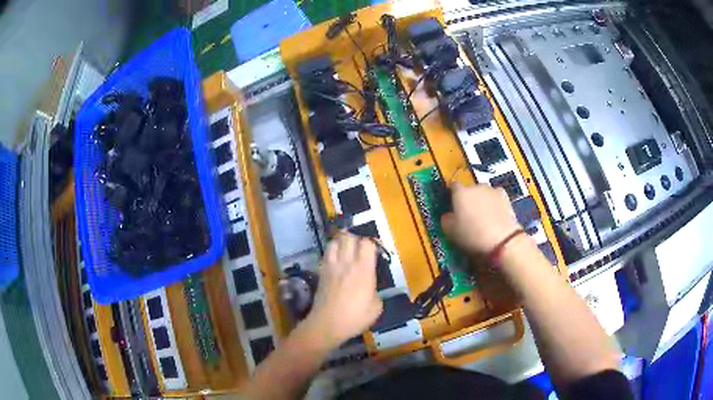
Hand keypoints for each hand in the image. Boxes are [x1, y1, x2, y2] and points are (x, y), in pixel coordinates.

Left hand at [303, 233, 382, 349]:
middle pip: (348, 237)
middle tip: (361, 247)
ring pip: (334, 241)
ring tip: (347, 249)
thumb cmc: (355, 317)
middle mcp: (347, 263)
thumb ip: (376, 291)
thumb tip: (371, 287)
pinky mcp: (321, 272)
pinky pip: (326, 254)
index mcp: (363, 269)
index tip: (375, 250)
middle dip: (356, 238)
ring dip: (342, 241)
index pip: (367, 243)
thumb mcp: (376, 307)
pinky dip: (332, 251)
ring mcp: (331, 266)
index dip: (372, 243)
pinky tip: (336, 260)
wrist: (327, 324)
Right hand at [441, 184, 522, 254]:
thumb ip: (446, 219)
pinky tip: (495, 213)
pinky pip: (495, 197)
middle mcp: (475, 187)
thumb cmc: (472, 236)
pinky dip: (494, 202)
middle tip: (468, 214)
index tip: (452, 205)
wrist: (502, 240)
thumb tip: (448, 215)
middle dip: (468, 199)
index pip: (452, 186)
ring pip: (483, 192)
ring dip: (481, 200)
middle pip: (469, 189)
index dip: (452, 195)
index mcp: (460, 193)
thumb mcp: (450, 232)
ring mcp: (492, 190)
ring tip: (483, 216)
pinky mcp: (506, 197)